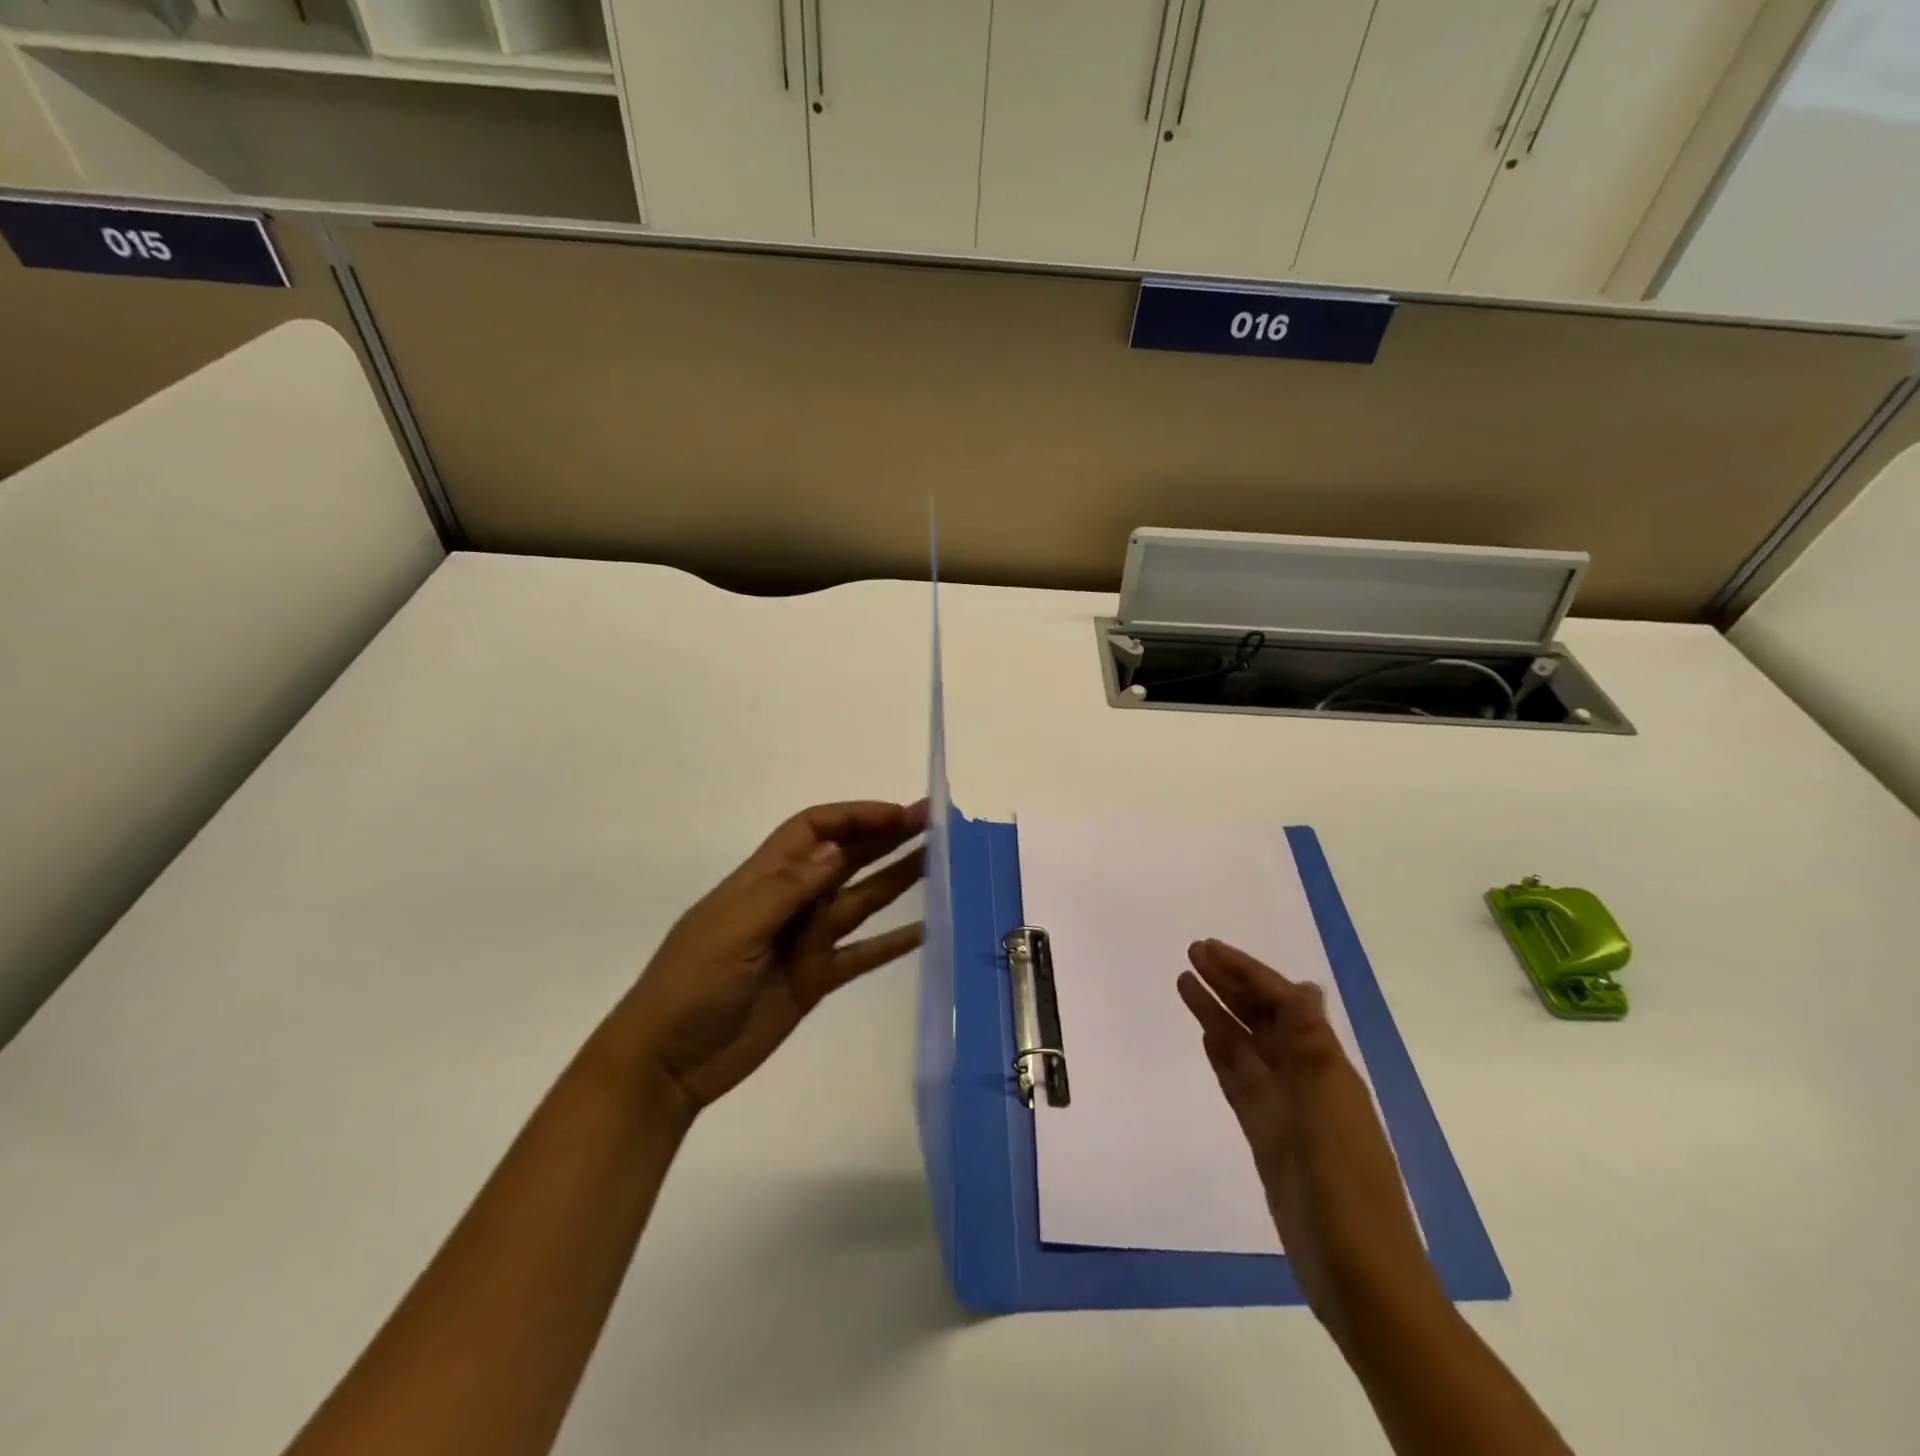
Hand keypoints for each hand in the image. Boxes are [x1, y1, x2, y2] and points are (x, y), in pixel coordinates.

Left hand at [614, 800, 926, 1116]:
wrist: (667, 1064)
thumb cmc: (692, 984)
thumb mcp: (734, 930)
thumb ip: (787, 890)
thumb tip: (835, 848)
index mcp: (765, 879)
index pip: (815, 830)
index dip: (855, 817)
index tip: (898, 816)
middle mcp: (791, 902)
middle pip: (846, 858)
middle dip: (887, 838)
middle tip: (936, 824)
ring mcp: (806, 941)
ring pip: (861, 899)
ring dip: (898, 880)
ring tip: (941, 863)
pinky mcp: (816, 978)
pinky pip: (863, 953)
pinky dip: (894, 941)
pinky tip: (929, 929)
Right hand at [1177, 940, 1439, 1338]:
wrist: (1359, 1279)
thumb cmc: (1345, 1191)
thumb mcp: (1329, 1112)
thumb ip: (1312, 1048)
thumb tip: (1305, 986)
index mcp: (1326, 1068)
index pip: (1282, 1003)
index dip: (1247, 973)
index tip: (1209, 950)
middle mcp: (1305, 1080)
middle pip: (1261, 1018)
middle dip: (1229, 984)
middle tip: (1191, 955)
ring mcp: (1285, 1110)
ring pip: (1245, 1047)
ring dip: (1218, 1013)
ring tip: (1185, 984)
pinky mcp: (1268, 1137)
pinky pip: (1240, 1083)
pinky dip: (1223, 1056)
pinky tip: (1206, 1038)